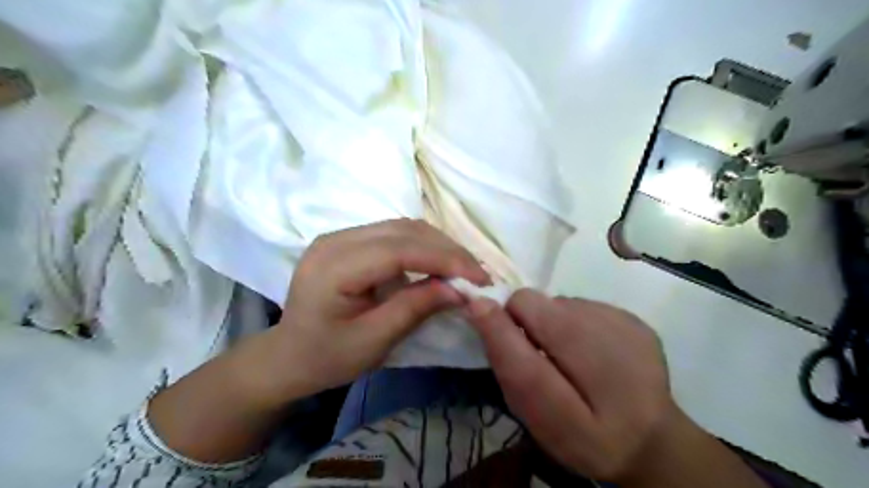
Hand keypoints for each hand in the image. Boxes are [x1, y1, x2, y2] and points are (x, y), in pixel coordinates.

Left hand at [270, 219, 492, 398]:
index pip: (399, 249)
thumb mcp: (373, 341)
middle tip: (477, 275)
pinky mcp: (350, 241)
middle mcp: (336, 239)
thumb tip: (460, 290)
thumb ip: (415, 309)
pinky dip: (424, 246)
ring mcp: (341, 236)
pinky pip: (395, 234)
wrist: (289, 355)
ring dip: (439, 245)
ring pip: (403, 227)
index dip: (444, 259)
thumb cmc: (326, 357)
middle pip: (404, 231)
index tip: (479, 277)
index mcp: (333, 266)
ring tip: (464, 269)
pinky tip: (439, 263)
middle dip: (447, 250)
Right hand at [469, 291, 765, 485]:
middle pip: (538, 302)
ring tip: (571, 360)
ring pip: (560, 304)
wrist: (651, 442)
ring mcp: (624, 321)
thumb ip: (509, 360)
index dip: (503, 320)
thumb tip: (480, 305)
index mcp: (580, 357)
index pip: (521, 308)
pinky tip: (594, 354)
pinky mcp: (635, 319)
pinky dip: (578, 325)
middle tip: (542, 360)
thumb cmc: (585, 437)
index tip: (505, 342)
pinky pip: (585, 307)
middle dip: (529, 326)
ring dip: (554, 326)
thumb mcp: (537, 414)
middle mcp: (603, 330)